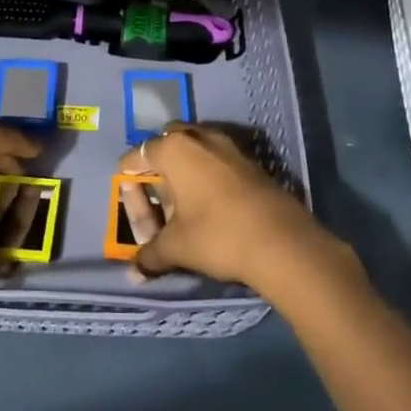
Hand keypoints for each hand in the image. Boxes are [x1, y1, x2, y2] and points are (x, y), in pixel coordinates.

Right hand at [117, 123, 339, 294]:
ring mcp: (229, 146)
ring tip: (183, 199)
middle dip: (157, 164)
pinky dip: (209, 173)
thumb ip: (149, 255)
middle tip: (155, 195)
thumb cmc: (216, 236)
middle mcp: (199, 137)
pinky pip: (219, 158)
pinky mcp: (252, 161)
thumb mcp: (175, 248)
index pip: (136, 156)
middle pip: (167, 142)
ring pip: (196, 147)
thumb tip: (132, 272)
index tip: (129, 202)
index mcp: (173, 149)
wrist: (283, 243)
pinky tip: (211, 202)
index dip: (127, 180)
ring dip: (185, 166)